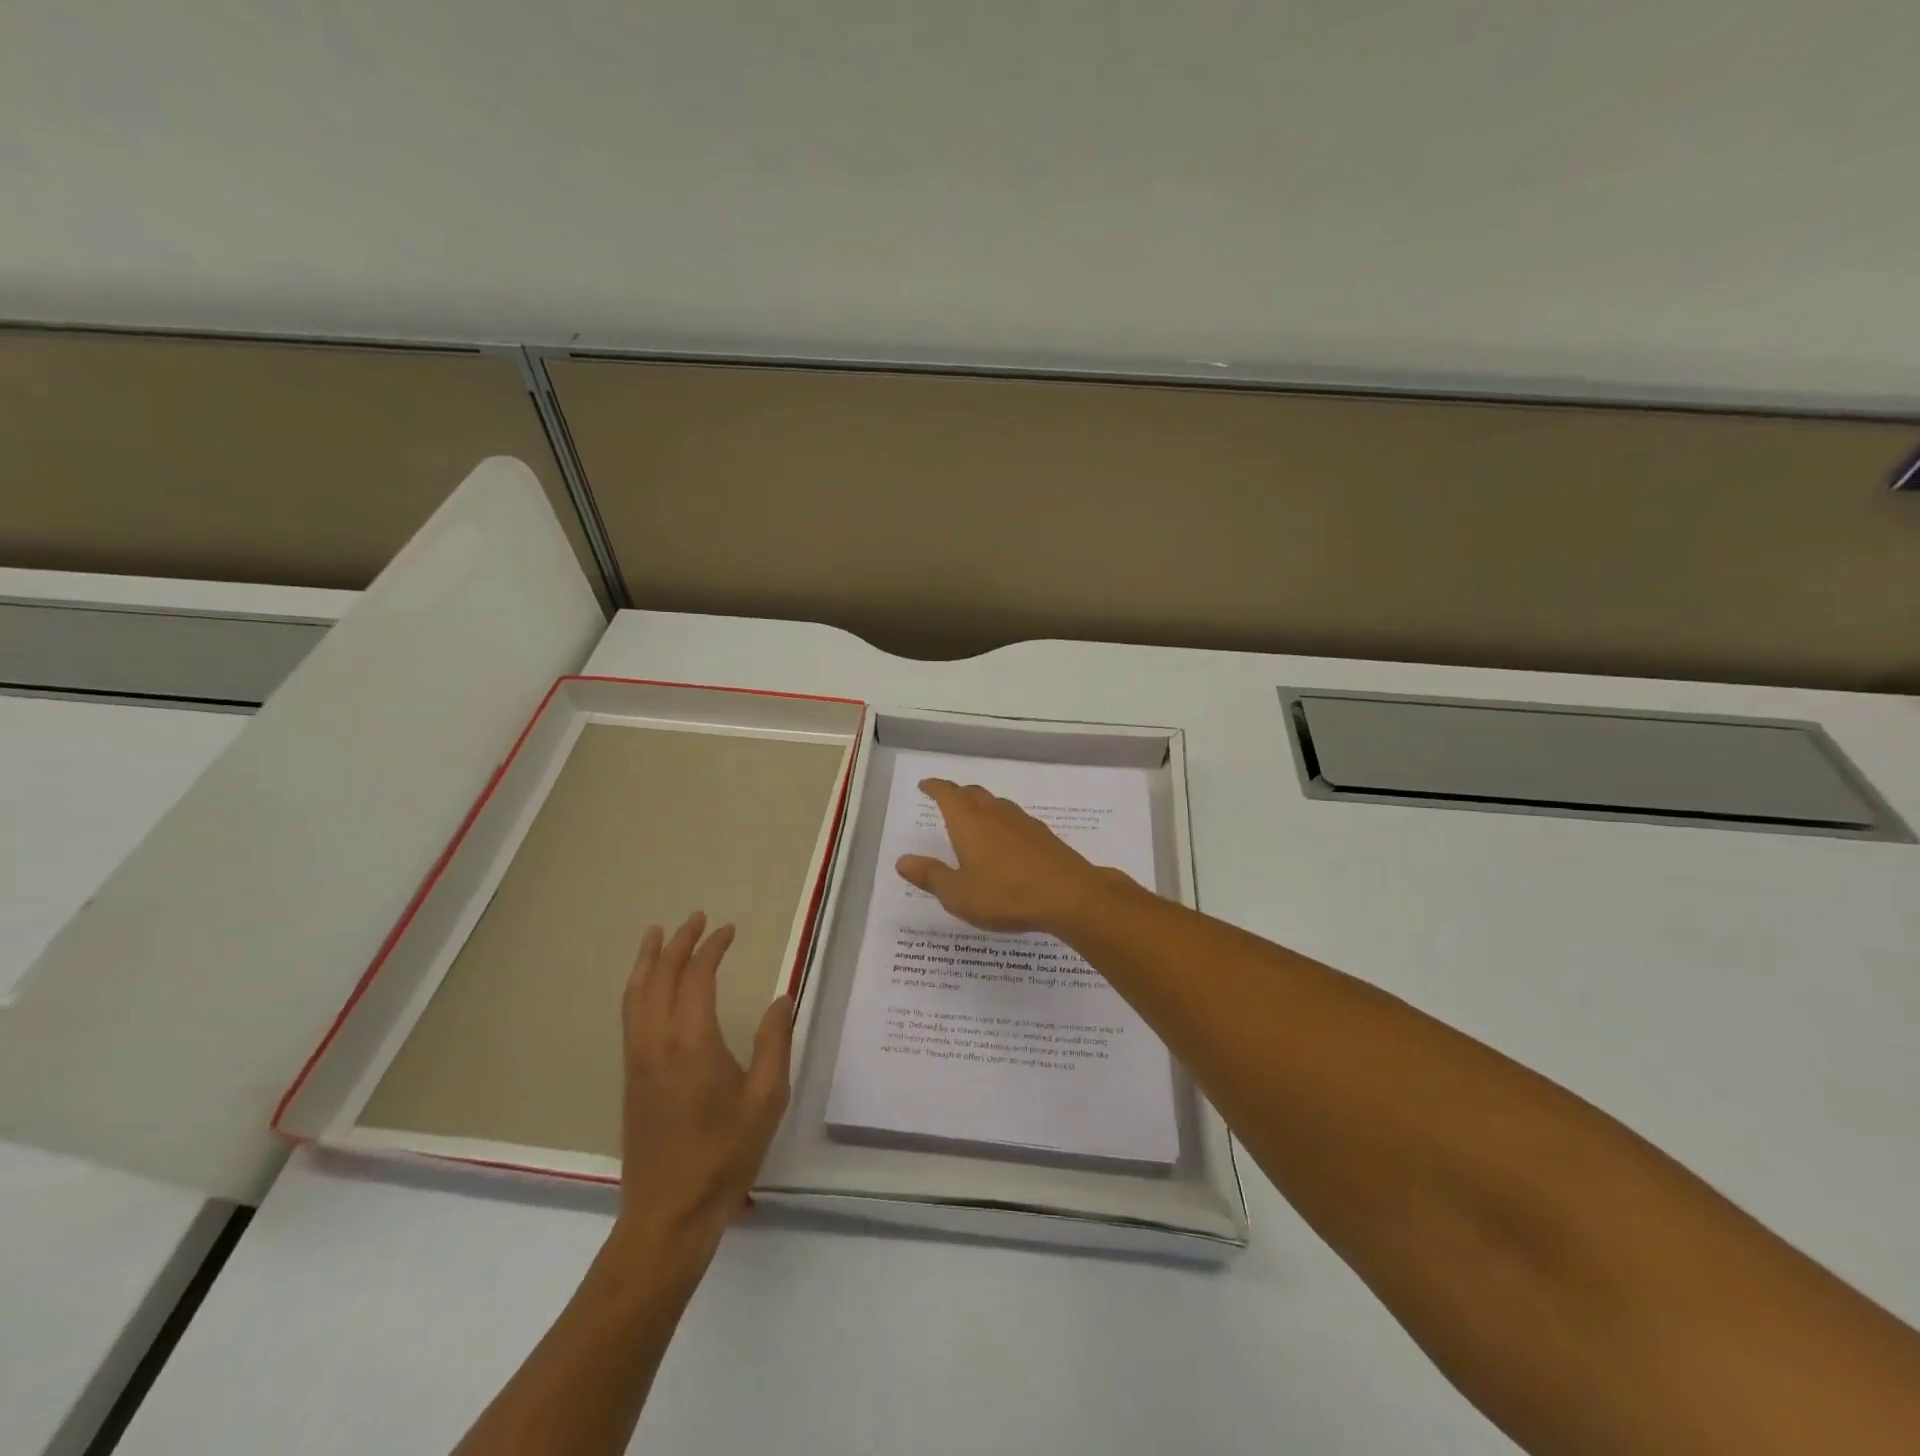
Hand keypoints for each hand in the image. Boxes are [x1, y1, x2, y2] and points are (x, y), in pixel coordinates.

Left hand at [613, 912, 791, 1269]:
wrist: (670, 1212)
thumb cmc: (726, 1153)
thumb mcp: (767, 1097)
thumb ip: (775, 1042)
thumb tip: (782, 998)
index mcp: (692, 1041)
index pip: (697, 977)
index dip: (711, 948)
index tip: (728, 930)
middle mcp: (657, 1042)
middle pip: (660, 977)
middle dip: (677, 943)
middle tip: (695, 919)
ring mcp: (637, 1060)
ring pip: (635, 995)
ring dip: (648, 960)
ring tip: (656, 935)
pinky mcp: (630, 1078)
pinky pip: (630, 1016)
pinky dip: (638, 987)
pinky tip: (647, 987)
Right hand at [895, 778, 1121, 933]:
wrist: (1069, 895)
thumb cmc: (1005, 895)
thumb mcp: (959, 894)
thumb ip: (930, 876)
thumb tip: (902, 860)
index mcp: (969, 822)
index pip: (948, 794)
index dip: (935, 787)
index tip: (925, 785)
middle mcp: (995, 814)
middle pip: (973, 794)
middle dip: (958, 794)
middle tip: (947, 800)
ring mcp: (1023, 822)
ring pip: (997, 804)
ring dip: (982, 806)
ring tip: (975, 819)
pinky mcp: (1043, 835)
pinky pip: (1015, 820)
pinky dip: (1003, 822)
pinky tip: (1006, 841)